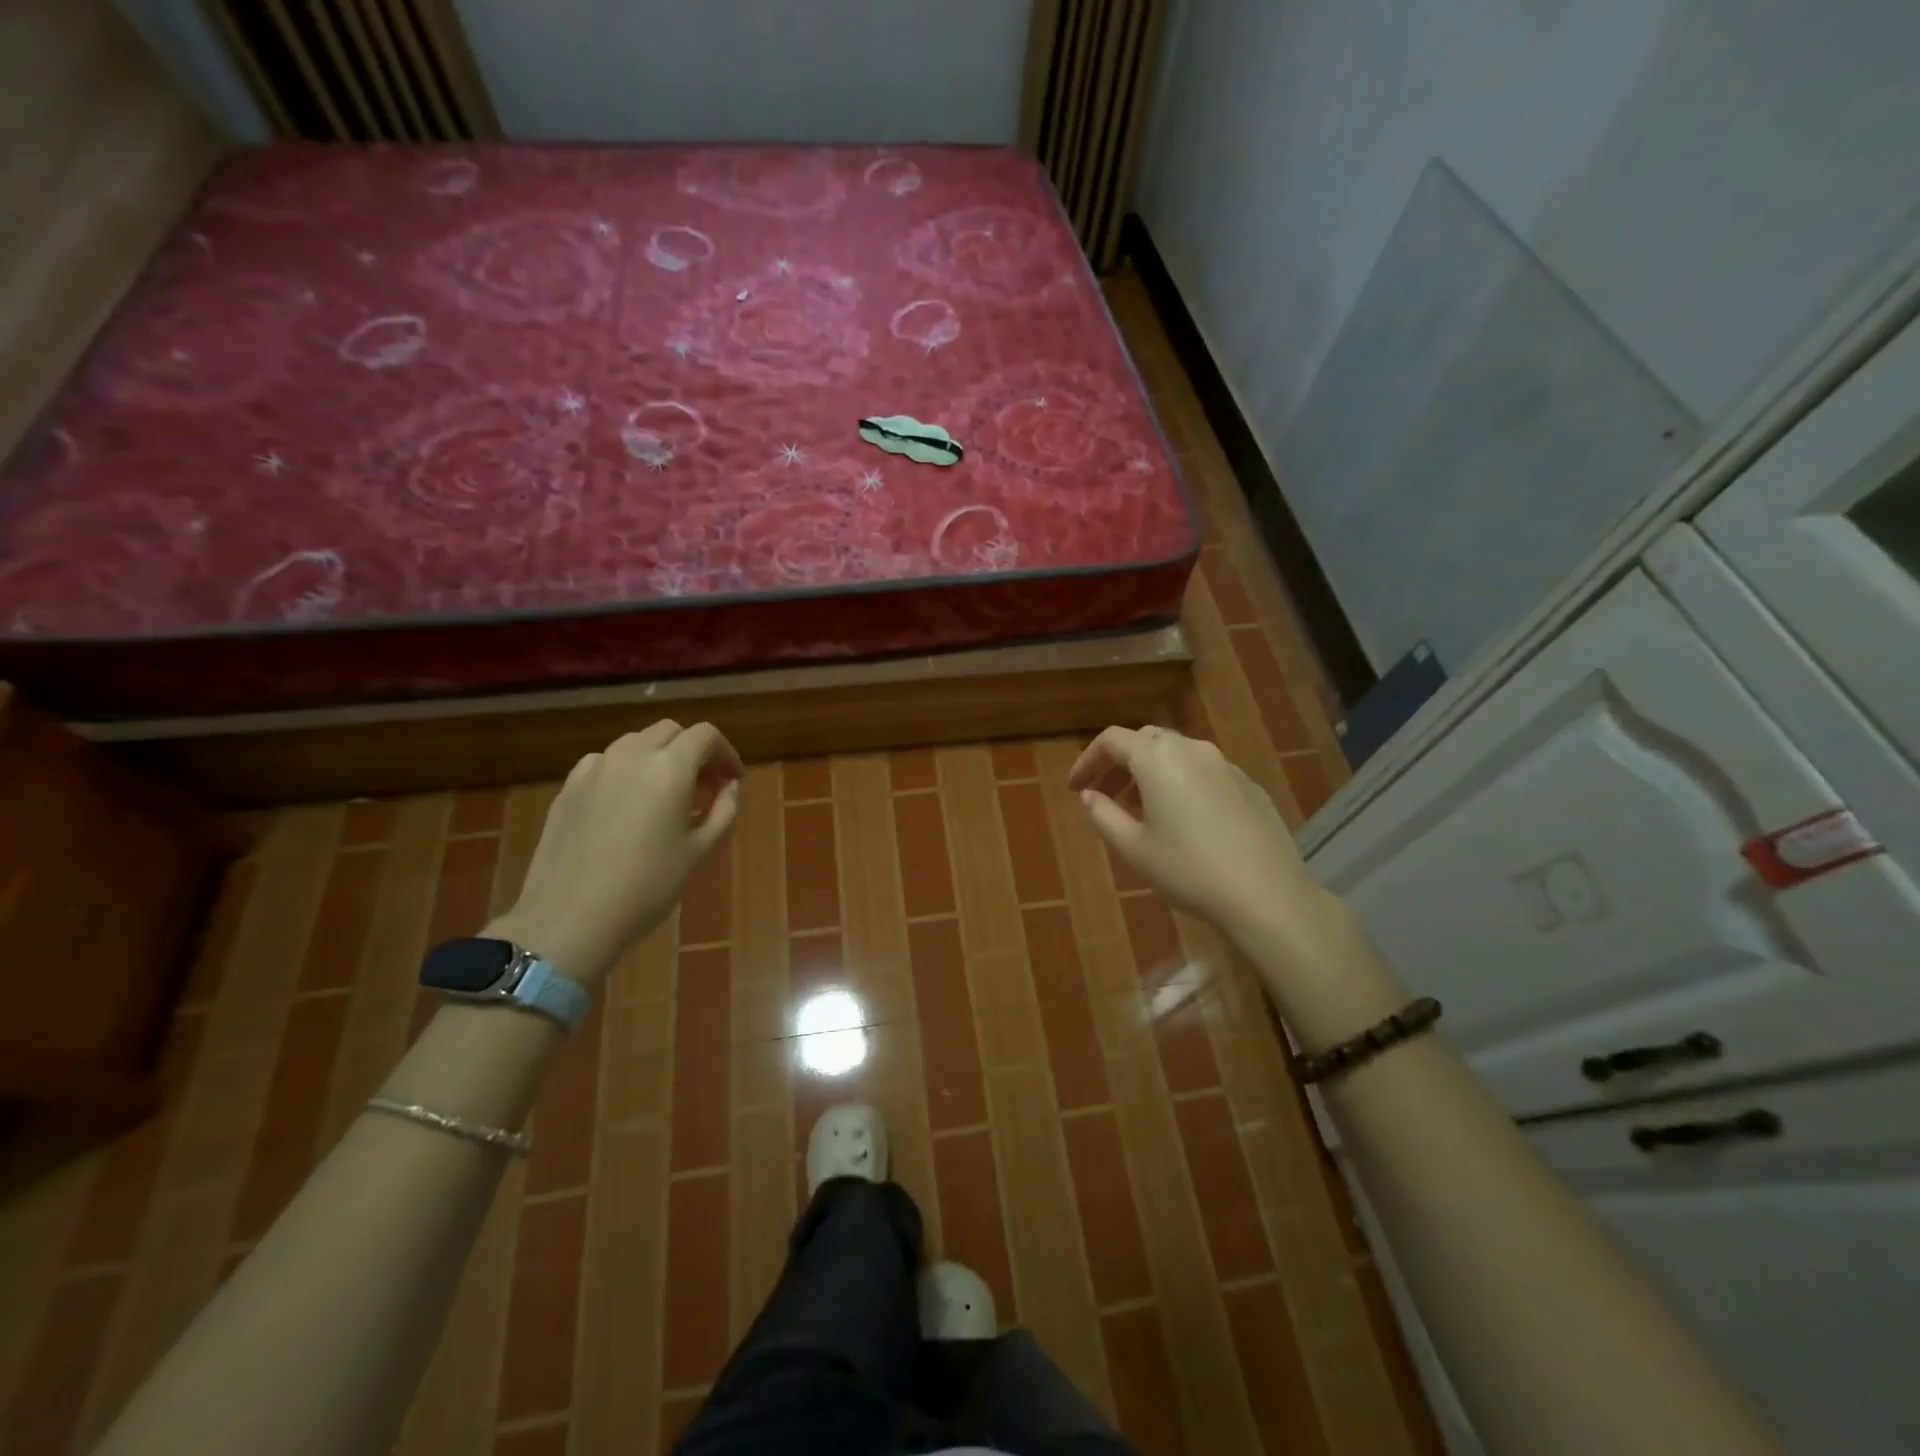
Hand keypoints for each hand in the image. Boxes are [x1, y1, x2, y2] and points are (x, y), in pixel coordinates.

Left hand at [487, 720, 741, 985]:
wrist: (569, 918)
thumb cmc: (647, 887)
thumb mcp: (699, 852)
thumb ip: (722, 811)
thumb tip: (729, 788)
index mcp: (670, 768)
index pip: (706, 736)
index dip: (726, 753)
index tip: (733, 780)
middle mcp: (631, 755)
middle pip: (670, 731)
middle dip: (693, 750)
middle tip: (705, 785)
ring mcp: (594, 768)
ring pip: (635, 743)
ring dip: (659, 757)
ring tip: (666, 793)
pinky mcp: (568, 787)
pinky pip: (605, 763)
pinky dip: (625, 770)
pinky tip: (626, 804)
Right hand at [1067, 725, 1310, 935]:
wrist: (1267, 895)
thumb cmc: (1188, 869)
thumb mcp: (1134, 848)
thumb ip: (1104, 816)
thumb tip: (1090, 796)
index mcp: (1158, 758)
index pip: (1112, 740)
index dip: (1088, 760)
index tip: (1075, 788)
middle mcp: (1192, 750)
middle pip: (1146, 742)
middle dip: (1119, 765)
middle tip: (1104, 796)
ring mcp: (1226, 766)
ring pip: (1177, 756)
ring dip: (1151, 774)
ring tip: (1140, 811)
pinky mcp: (1249, 786)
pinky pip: (1204, 774)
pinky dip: (1181, 785)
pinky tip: (1183, 822)